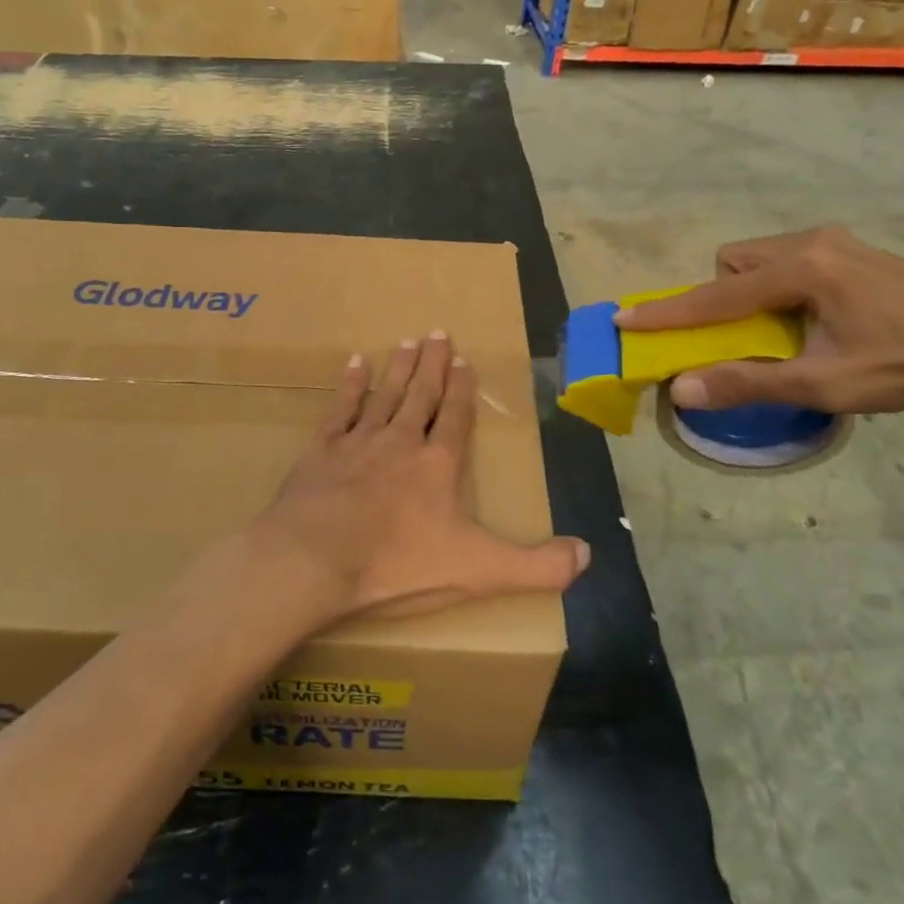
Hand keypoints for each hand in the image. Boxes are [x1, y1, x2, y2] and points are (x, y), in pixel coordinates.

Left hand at [253, 333, 589, 624]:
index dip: (462, 389)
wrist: (315, 560)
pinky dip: (350, 385)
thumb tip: (587, 555)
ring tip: (407, 341)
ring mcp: (359, 441)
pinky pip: (341, 408)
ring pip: (385, 393)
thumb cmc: (398, 565)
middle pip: (421, 394)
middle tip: (438, 332)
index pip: (455, 416)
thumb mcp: (479, 571)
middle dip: (432, 364)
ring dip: (398, 368)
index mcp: (438, 464)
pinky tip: (355, 364)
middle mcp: (401, 440)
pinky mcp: (322, 450)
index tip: (464, 360)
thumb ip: (536, 565)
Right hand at [614, 226, 903, 415]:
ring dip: (750, 291)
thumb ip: (749, 383)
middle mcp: (810, 243)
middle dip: (722, 297)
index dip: (667, 314)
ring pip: (760, 258)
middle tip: (744, 335)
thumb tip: (683, 389)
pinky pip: (789, 259)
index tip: (624, 320)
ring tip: (780, 329)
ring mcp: (835, 241)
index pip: (715, 296)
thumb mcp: (823, 383)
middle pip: (734, 262)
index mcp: (800, 270)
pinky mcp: (852, 249)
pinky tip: (812, 317)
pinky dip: (778, 286)